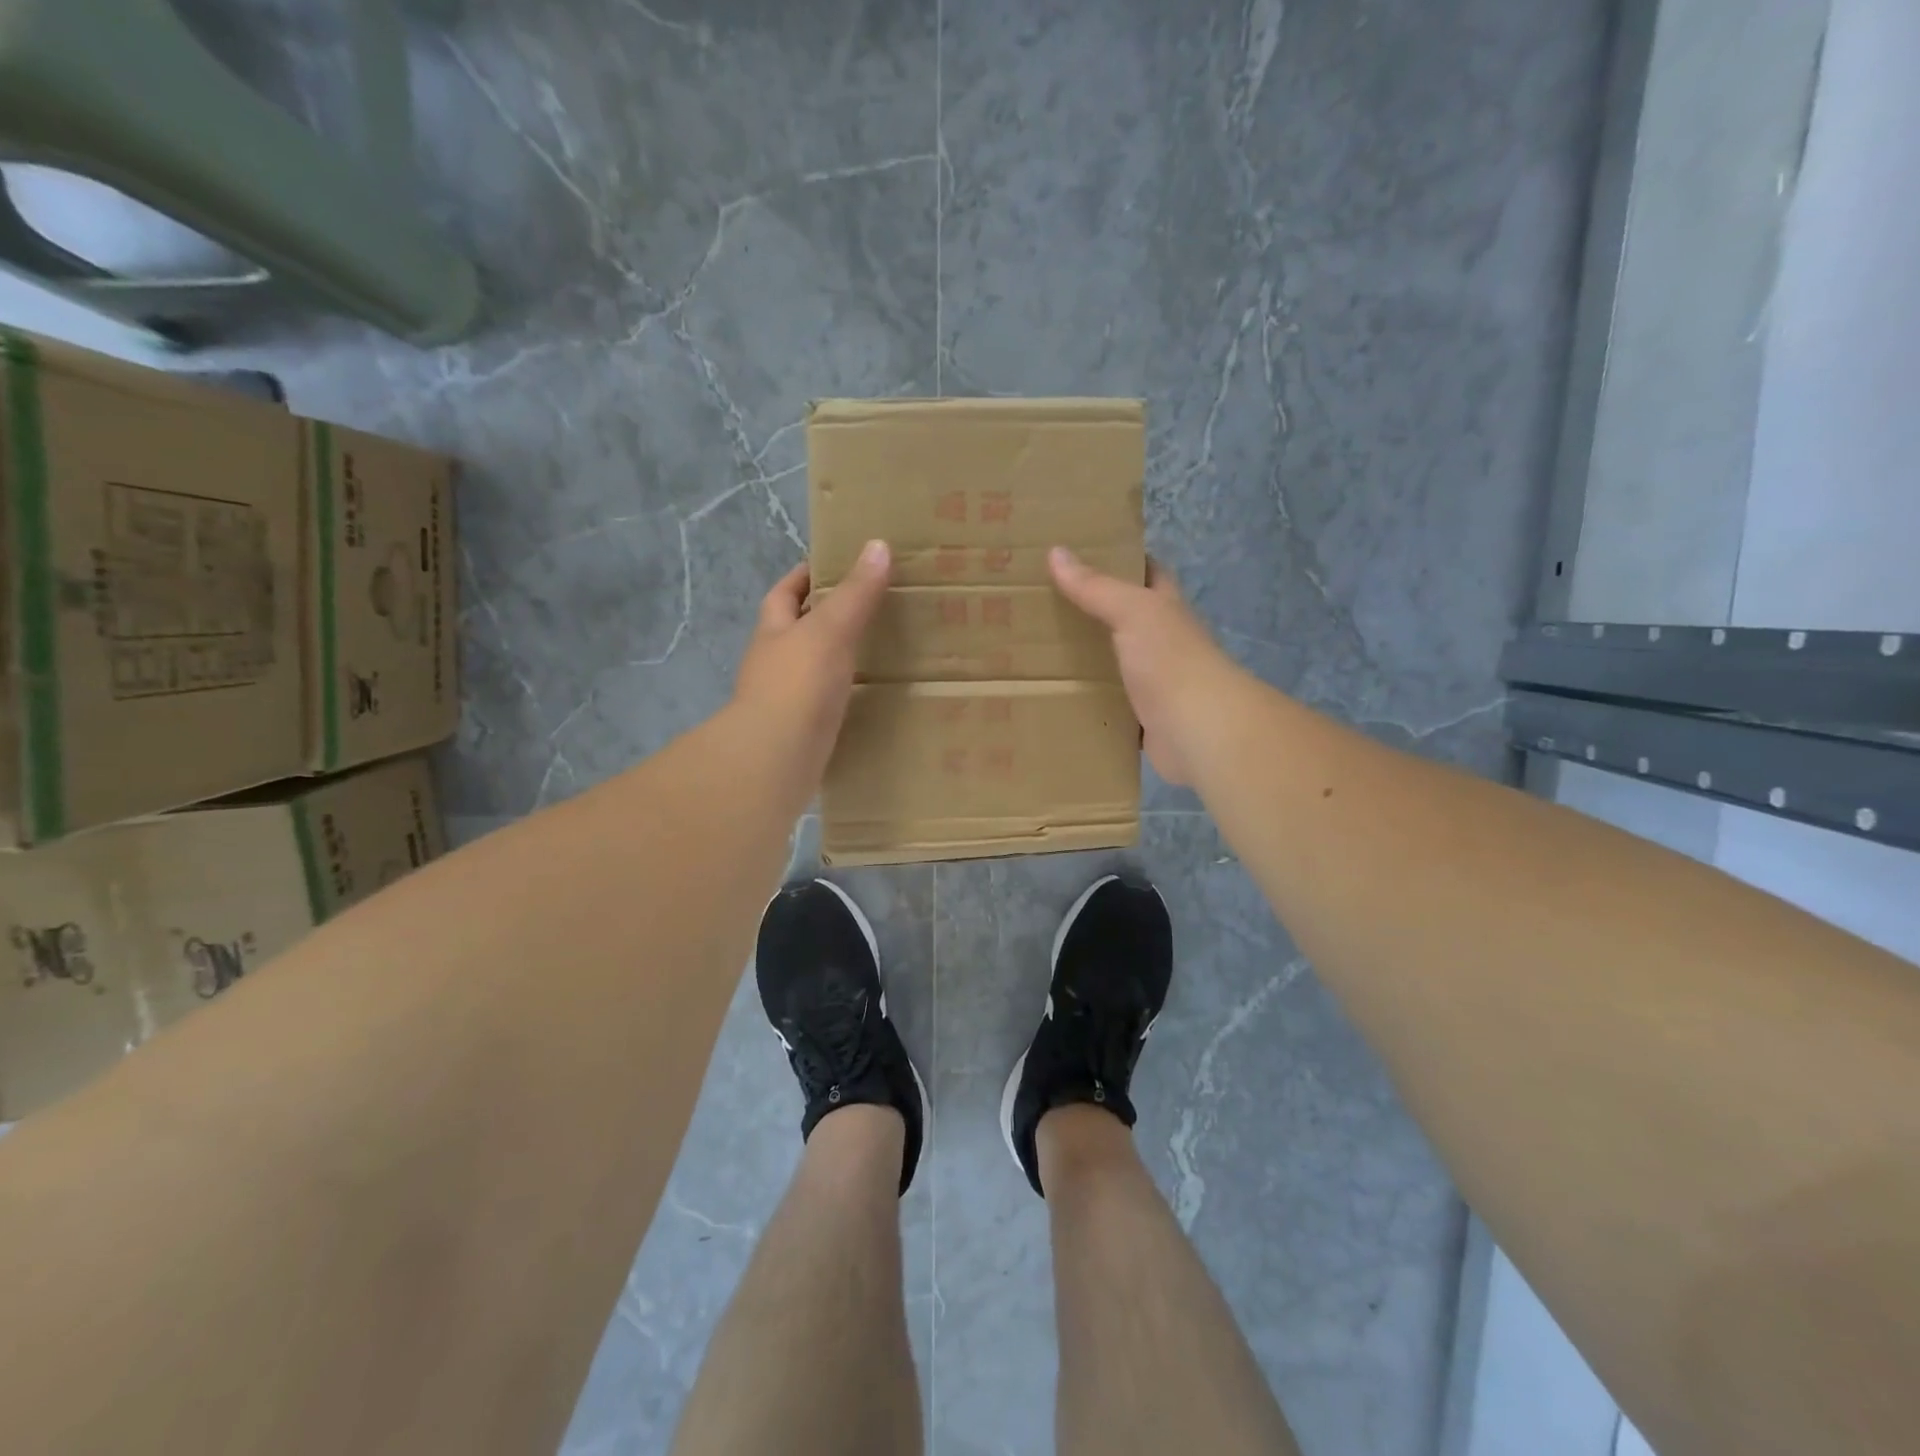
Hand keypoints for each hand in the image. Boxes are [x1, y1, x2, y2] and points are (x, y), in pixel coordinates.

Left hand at [734, 540, 890, 771]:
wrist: (777, 757)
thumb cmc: (798, 684)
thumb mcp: (830, 629)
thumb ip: (856, 593)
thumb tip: (878, 545)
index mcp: (774, 630)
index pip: (785, 592)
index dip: (805, 575)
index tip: (835, 564)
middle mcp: (775, 661)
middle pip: (798, 630)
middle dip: (825, 617)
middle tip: (869, 606)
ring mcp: (786, 698)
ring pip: (813, 667)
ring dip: (838, 657)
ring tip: (878, 647)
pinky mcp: (803, 729)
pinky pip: (827, 702)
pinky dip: (846, 693)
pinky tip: (871, 693)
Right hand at [1049, 547, 1238, 785]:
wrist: (1199, 731)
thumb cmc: (1170, 661)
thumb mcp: (1132, 612)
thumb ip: (1096, 587)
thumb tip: (1056, 551)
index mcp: (1166, 609)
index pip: (1148, 573)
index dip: (1122, 560)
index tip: (1080, 555)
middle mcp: (1163, 642)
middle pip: (1126, 620)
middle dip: (1092, 612)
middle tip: (1044, 606)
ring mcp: (1154, 683)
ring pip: (1115, 664)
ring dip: (1086, 660)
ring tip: (1038, 652)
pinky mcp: (1142, 720)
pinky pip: (1109, 706)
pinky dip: (1088, 703)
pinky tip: (1057, 699)